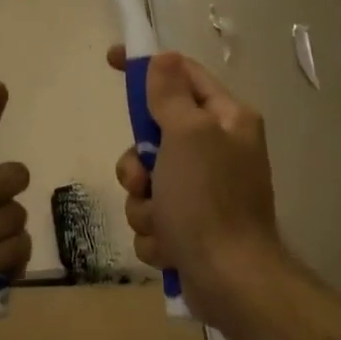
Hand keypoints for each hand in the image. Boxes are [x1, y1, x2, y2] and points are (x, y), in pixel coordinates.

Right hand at [108, 46, 285, 322]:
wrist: (229, 280)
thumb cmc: (208, 200)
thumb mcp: (188, 135)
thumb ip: (170, 95)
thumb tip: (164, 58)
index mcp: (226, 121)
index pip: (182, 76)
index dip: (147, 66)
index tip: (111, 60)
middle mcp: (217, 151)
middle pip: (153, 137)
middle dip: (137, 165)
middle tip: (144, 179)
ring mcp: (203, 192)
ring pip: (146, 184)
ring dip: (144, 205)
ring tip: (164, 223)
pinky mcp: (190, 228)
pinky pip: (152, 218)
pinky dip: (155, 233)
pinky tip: (171, 247)